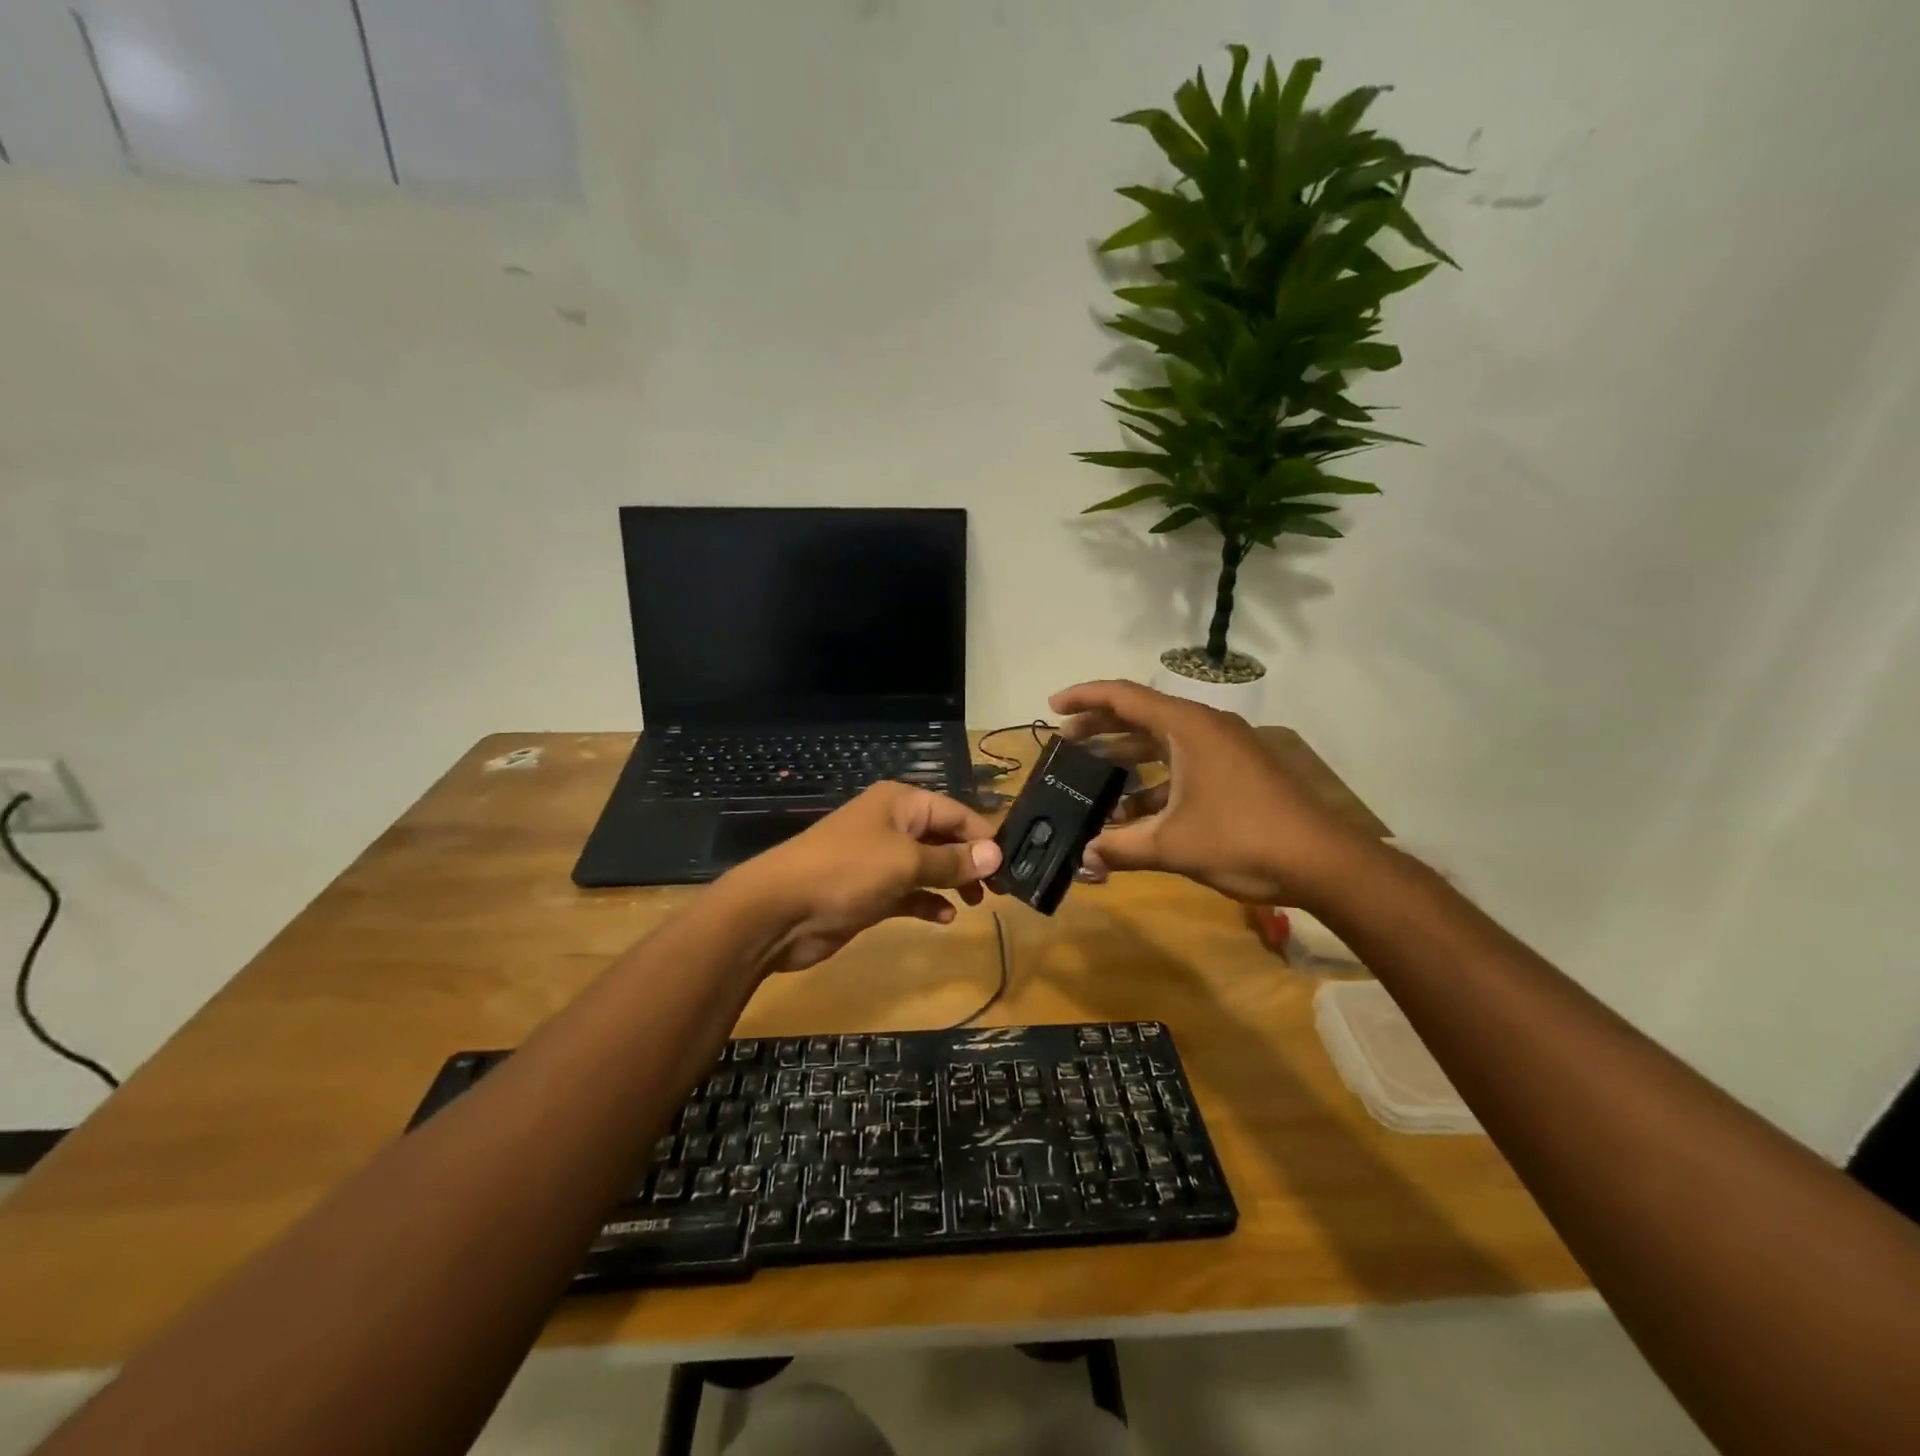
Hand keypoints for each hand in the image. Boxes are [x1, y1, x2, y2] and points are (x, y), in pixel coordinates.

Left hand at [722, 782, 1002, 973]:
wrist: (779, 911)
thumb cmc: (847, 872)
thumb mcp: (906, 862)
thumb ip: (953, 861)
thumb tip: (996, 854)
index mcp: (901, 803)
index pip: (956, 813)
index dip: (984, 837)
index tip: (1012, 866)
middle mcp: (893, 825)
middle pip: (944, 838)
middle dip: (971, 861)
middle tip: (999, 891)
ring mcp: (880, 859)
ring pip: (929, 866)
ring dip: (953, 882)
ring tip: (977, 904)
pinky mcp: (871, 891)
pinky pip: (910, 892)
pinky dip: (928, 902)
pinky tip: (945, 918)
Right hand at [1050, 679, 1374, 907]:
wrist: (1323, 862)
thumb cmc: (1243, 839)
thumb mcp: (1173, 845)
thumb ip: (1122, 847)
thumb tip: (1084, 859)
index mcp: (1188, 727)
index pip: (1124, 697)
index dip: (1084, 698)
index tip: (1052, 707)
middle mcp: (1205, 728)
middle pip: (1141, 715)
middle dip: (1101, 727)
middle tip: (1065, 741)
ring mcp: (1224, 750)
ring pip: (1162, 743)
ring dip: (1127, 757)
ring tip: (1091, 775)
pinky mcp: (1235, 772)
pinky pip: (1182, 765)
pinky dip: (1154, 781)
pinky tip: (1133, 811)